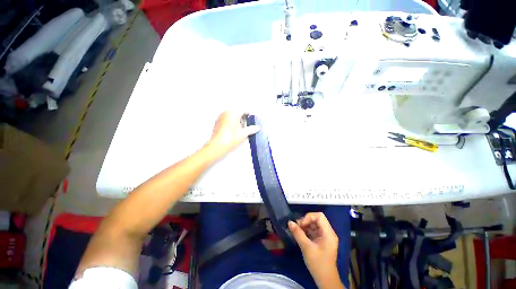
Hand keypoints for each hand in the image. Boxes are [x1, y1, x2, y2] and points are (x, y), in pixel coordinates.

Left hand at [206, 111, 259, 158]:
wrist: (217, 146)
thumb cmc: (231, 138)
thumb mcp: (243, 134)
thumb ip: (251, 129)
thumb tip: (257, 128)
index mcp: (233, 113)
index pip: (244, 110)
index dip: (250, 114)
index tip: (254, 118)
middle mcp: (226, 113)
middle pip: (237, 113)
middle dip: (243, 118)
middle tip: (248, 125)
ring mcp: (220, 117)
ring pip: (231, 117)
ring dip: (237, 121)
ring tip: (241, 129)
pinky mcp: (217, 123)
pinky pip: (226, 120)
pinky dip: (231, 123)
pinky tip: (234, 131)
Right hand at [288, 213, 343, 288]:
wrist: (325, 280)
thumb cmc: (318, 263)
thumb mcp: (306, 247)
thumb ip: (298, 233)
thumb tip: (289, 222)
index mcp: (328, 233)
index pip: (319, 216)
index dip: (309, 217)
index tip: (301, 225)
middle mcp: (328, 233)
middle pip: (316, 219)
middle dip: (305, 221)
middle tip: (297, 227)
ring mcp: (325, 237)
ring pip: (314, 225)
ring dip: (305, 226)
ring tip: (297, 231)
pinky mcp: (322, 241)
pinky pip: (313, 231)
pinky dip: (306, 231)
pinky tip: (300, 235)